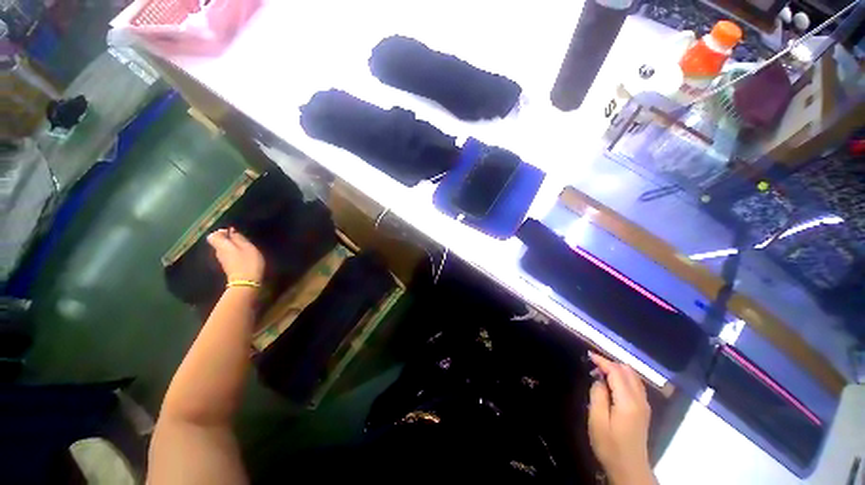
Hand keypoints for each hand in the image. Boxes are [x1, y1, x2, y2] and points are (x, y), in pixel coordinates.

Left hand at [206, 227, 264, 283]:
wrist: (246, 283)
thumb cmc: (248, 262)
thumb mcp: (248, 247)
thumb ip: (239, 238)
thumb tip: (232, 231)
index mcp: (221, 246)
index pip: (212, 236)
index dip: (221, 232)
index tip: (233, 233)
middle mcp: (218, 253)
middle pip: (219, 243)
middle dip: (229, 240)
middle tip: (243, 241)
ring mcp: (222, 261)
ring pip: (224, 250)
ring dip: (233, 248)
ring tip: (246, 249)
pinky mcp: (228, 267)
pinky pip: (229, 256)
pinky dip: (235, 255)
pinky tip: (245, 258)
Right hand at [587, 352, 655, 484]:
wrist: (630, 469)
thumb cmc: (610, 446)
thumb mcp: (597, 421)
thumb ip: (598, 395)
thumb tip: (598, 379)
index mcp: (628, 402)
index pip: (617, 372)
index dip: (603, 361)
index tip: (589, 355)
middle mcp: (640, 400)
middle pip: (628, 371)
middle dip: (610, 364)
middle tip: (593, 365)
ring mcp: (644, 405)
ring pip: (633, 377)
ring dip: (617, 370)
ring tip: (600, 372)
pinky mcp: (644, 410)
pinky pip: (635, 385)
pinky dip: (623, 378)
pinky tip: (611, 383)